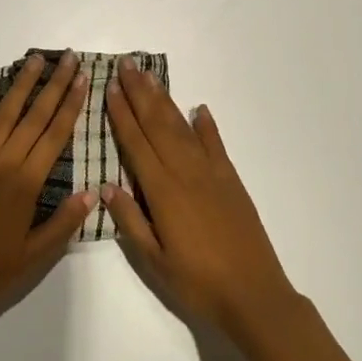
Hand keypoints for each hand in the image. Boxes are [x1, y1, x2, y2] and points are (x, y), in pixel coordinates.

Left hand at [0, 53, 93, 336]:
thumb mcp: (33, 260)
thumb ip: (63, 224)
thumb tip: (93, 192)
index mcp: (26, 186)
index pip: (55, 136)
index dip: (71, 106)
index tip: (82, 80)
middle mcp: (3, 164)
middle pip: (34, 118)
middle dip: (54, 86)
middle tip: (68, 58)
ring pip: (3, 116)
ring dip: (21, 86)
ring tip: (35, 60)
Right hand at [103, 58, 296, 336]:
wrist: (255, 295)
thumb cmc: (198, 284)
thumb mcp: (154, 261)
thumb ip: (131, 220)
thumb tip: (106, 186)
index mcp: (163, 192)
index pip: (136, 143)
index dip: (121, 114)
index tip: (110, 87)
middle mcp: (185, 173)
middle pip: (157, 124)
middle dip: (140, 93)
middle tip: (127, 64)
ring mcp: (211, 173)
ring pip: (183, 128)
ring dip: (165, 100)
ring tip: (151, 77)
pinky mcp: (231, 181)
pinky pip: (215, 145)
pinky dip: (206, 126)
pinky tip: (199, 109)